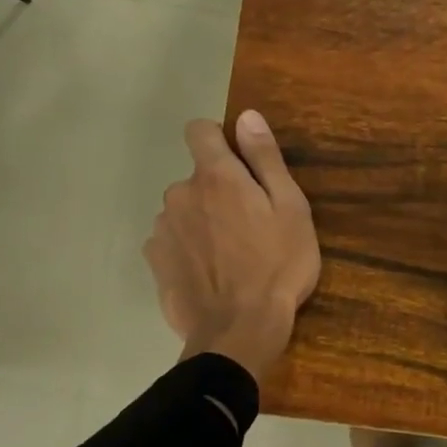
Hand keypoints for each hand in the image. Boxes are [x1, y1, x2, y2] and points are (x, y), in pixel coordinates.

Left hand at [145, 111, 319, 380]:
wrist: (239, 331)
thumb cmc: (278, 266)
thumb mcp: (291, 209)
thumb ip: (266, 159)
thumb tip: (247, 116)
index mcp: (217, 176)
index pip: (200, 130)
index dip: (219, 138)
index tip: (241, 164)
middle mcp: (181, 193)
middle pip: (198, 177)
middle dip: (220, 191)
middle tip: (251, 225)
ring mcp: (163, 228)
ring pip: (185, 210)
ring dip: (203, 221)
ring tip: (232, 254)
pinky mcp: (156, 261)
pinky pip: (173, 240)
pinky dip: (189, 248)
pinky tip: (212, 273)